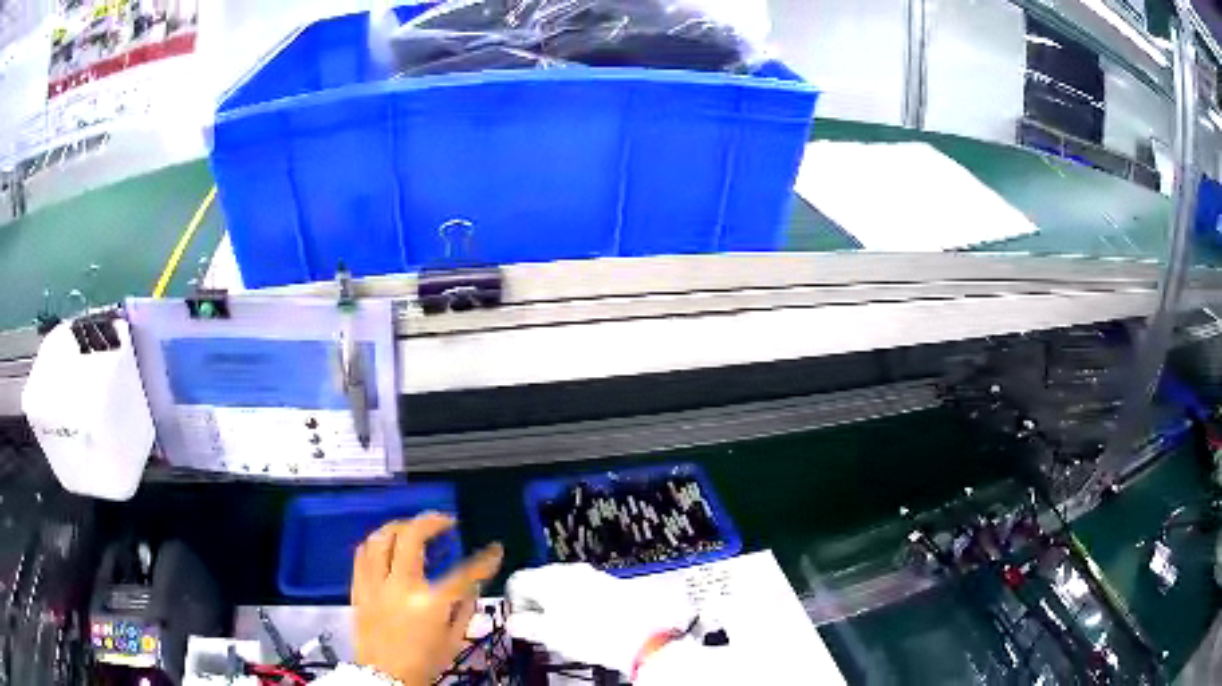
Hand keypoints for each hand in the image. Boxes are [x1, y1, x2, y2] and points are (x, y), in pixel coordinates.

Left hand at [351, 514, 502, 685]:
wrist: (384, 677)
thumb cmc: (423, 662)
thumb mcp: (453, 640)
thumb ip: (464, 609)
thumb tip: (472, 585)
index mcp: (430, 604)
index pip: (463, 574)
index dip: (484, 560)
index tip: (494, 549)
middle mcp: (400, 587)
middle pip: (411, 537)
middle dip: (432, 521)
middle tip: (445, 521)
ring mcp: (375, 585)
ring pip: (381, 538)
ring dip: (400, 526)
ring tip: (413, 527)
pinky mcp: (358, 588)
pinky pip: (361, 554)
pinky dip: (375, 543)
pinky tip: (386, 544)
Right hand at [505, 563, 694, 674]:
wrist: (640, 637)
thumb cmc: (591, 634)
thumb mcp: (548, 634)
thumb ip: (524, 625)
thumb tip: (513, 622)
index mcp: (549, 577)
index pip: (517, 580)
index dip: (513, 602)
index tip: (519, 620)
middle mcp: (571, 570)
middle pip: (540, 580)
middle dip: (535, 603)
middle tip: (538, 627)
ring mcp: (594, 575)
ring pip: (564, 586)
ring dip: (557, 604)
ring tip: (563, 629)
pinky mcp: (612, 584)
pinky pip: (585, 590)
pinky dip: (578, 604)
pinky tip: (585, 624)